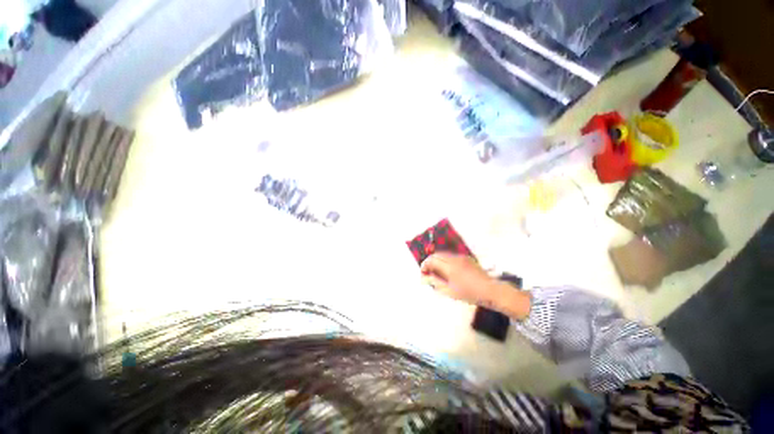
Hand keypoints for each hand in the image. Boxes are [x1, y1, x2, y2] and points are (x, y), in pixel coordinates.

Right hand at [420, 253, 497, 304]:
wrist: (491, 291)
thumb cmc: (470, 293)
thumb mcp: (450, 291)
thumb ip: (435, 283)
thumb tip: (425, 278)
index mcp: (449, 266)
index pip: (431, 260)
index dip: (425, 265)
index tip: (423, 274)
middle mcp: (454, 258)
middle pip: (437, 254)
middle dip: (430, 262)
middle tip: (428, 273)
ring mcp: (461, 257)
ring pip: (444, 254)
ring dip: (437, 261)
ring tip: (437, 272)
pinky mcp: (466, 258)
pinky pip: (451, 256)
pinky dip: (445, 261)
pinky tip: (448, 271)